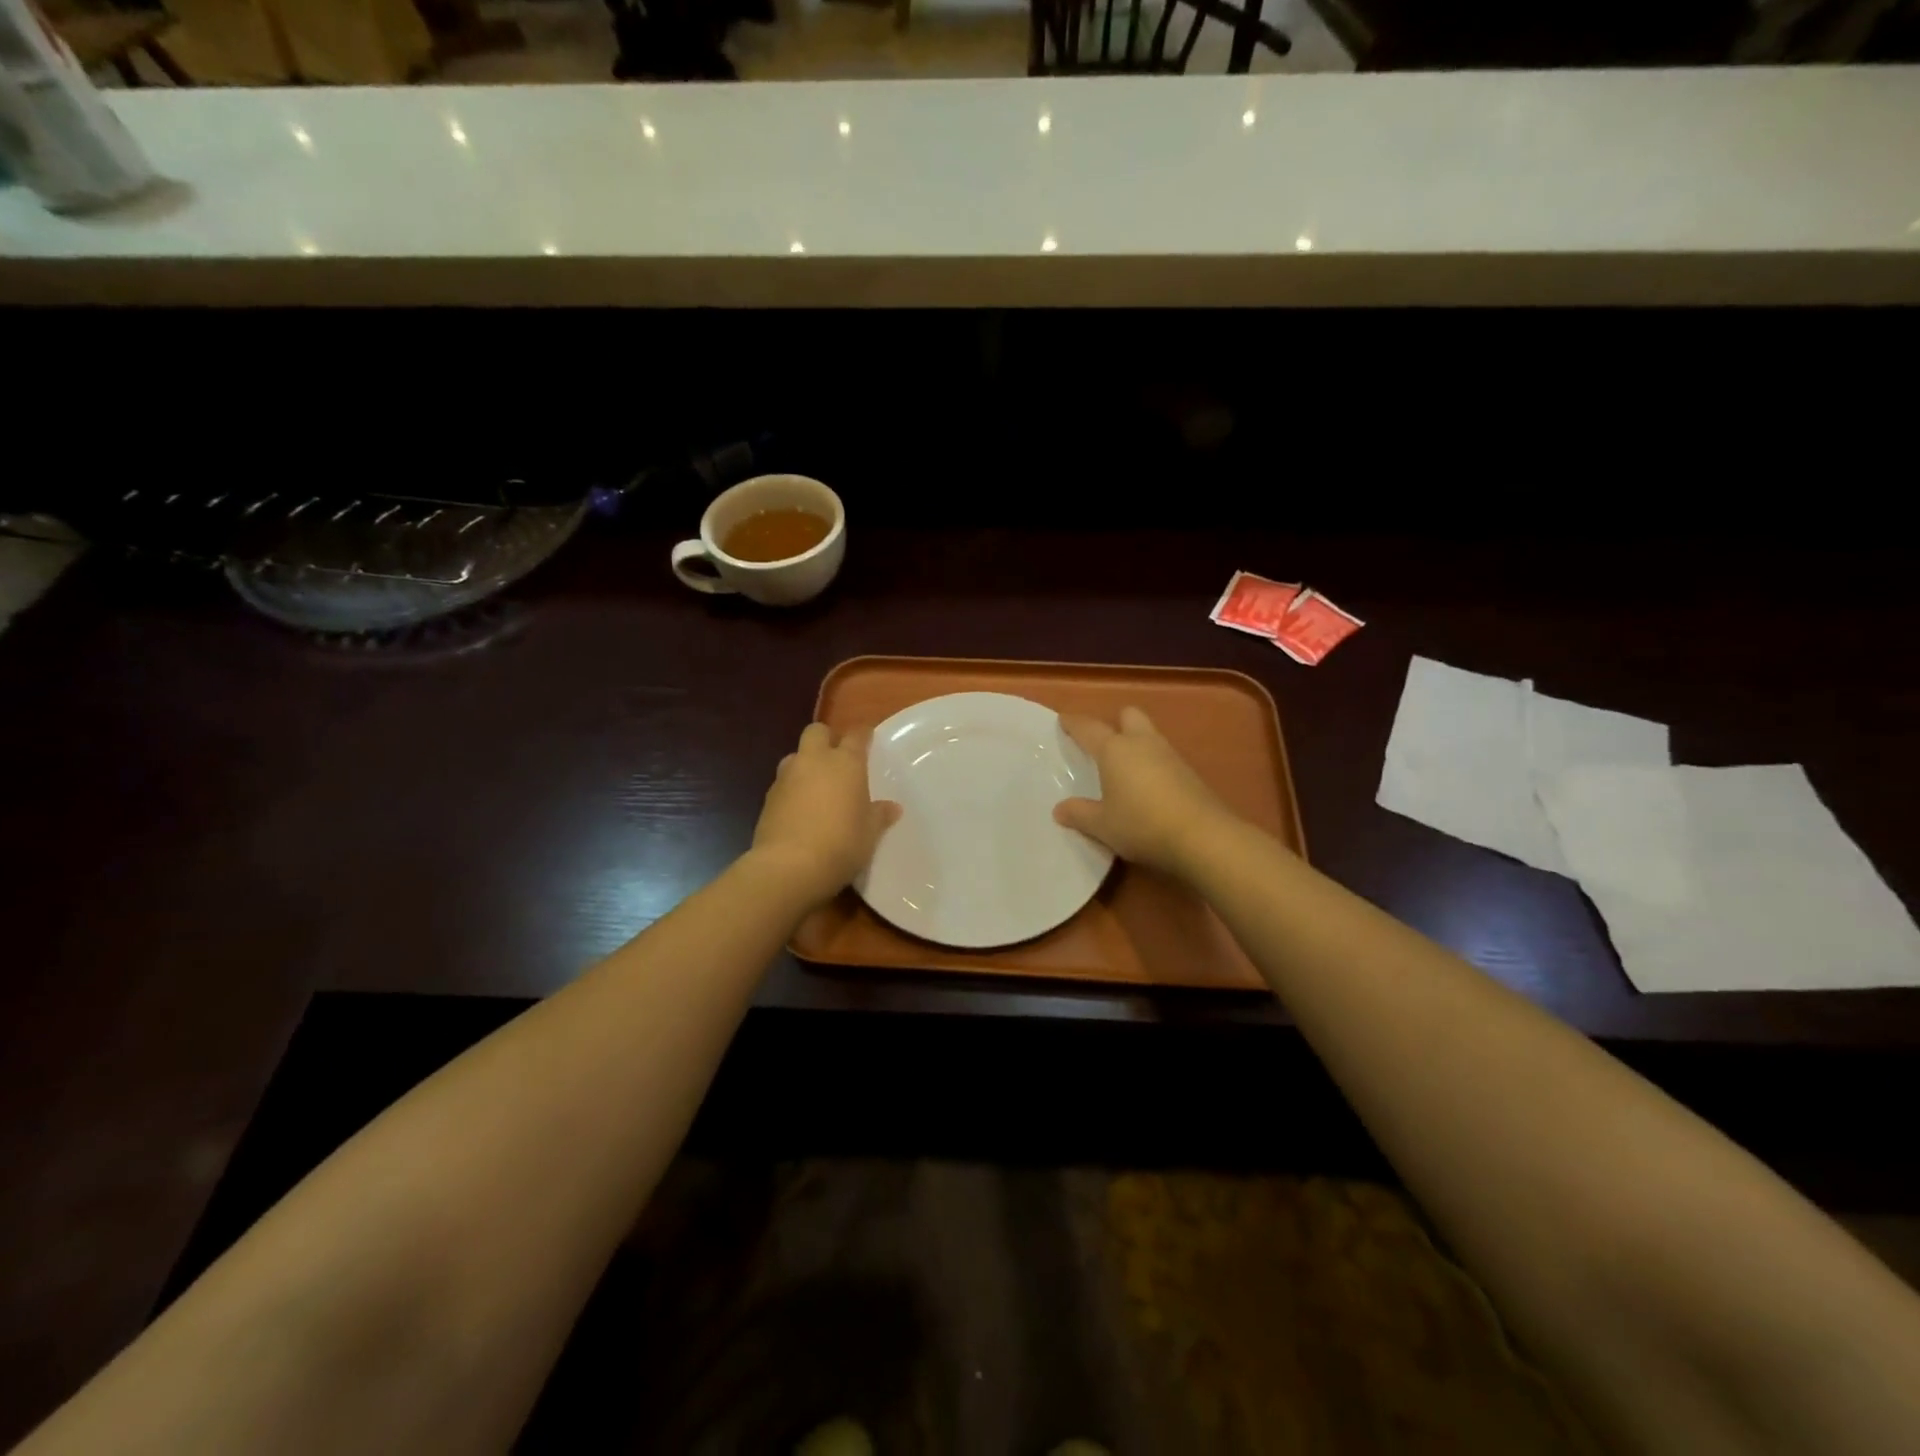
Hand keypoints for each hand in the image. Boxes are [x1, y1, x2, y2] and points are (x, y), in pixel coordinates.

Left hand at [750, 723, 901, 906]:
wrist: (788, 867)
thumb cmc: (841, 844)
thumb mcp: (870, 833)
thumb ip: (879, 816)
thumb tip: (892, 808)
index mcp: (845, 763)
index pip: (856, 735)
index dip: (863, 735)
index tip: (868, 738)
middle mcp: (814, 761)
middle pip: (817, 732)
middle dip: (827, 739)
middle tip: (838, 758)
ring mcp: (786, 777)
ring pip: (795, 756)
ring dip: (805, 764)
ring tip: (817, 786)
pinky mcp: (768, 798)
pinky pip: (783, 783)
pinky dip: (792, 789)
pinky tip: (800, 811)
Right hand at [1054, 707, 1233, 876]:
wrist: (1202, 836)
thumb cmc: (1141, 824)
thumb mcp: (1102, 825)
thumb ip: (1079, 814)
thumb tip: (1060, 809)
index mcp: (1115, 749)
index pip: (1089, 728)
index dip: (1073, 723)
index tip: (1063, 720)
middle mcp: (1142, 743)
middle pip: (1128, 715)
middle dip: (1115, 723)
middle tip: (1102, 744)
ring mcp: (1169, 755)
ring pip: (1149, 735)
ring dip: (1136, 744)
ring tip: (1123, 769)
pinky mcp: (1189, 772)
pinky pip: (1163, 757)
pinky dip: (1152, 764)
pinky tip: (1147, 788)